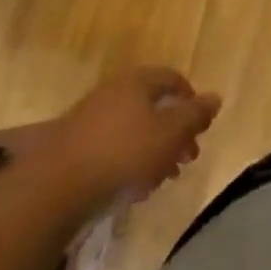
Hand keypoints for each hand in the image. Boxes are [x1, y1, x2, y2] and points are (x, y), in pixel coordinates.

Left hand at [39, 66, 221, 202]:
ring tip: (162, 179)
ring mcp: (89, 119)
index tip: (200, 128)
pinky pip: (111, 148)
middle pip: (153, 106)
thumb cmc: (122, 153)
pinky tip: (133, 190)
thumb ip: (195, 116)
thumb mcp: (170, 134)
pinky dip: (128, 163)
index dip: (191, 101)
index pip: (173, 79)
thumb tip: (216, 97)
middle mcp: (114, 92)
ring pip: (133, 130)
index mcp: (138, 81)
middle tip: (186, 159)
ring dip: (153, 151)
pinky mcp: (72, 147)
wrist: (54, 188)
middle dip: (174, 133)